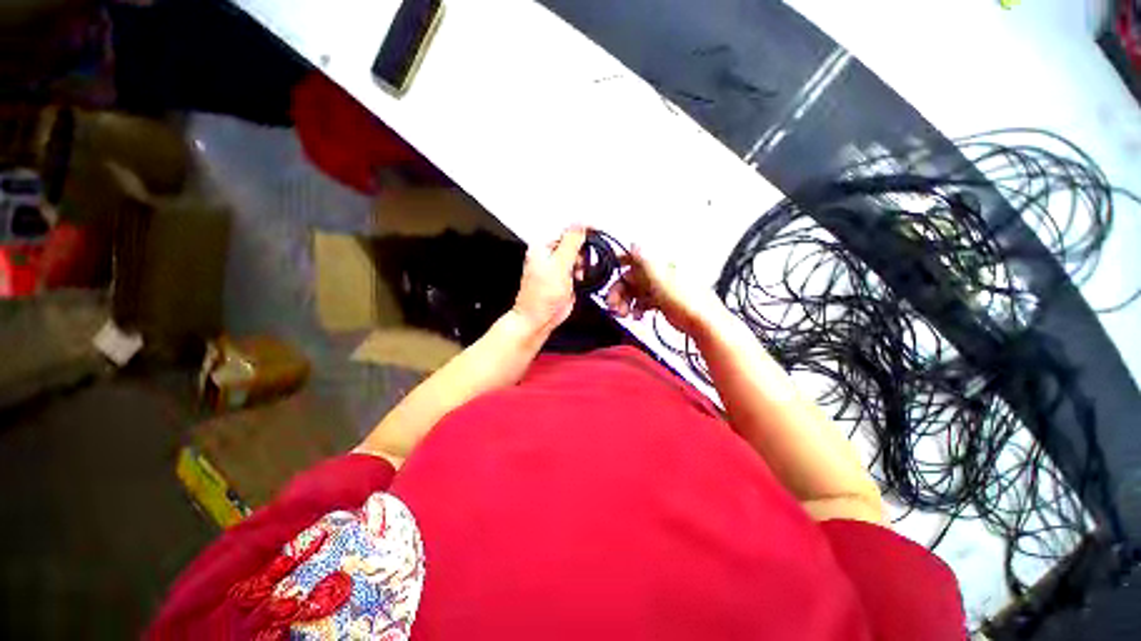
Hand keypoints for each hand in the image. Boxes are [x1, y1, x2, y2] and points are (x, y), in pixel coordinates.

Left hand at [513, 226, 586, 334]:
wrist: (539, 319)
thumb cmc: (541, 296)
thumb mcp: (559, 265)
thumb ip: (571, 243)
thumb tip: (579, 223)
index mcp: (543, 246)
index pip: (566, 229)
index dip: (583, 230)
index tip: (598, 231)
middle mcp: (549, 254)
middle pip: (575, 243)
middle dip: (582, 253)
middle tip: (580, 265)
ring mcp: (557, 267)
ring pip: (579, 257)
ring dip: (583, 265)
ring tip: (578, 276)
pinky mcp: (564, 278)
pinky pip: (579, 269)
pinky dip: (583, 273)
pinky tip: (580, 280)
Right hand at [604, 245, 721, 335]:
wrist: (702, 323)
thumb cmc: (686, 300)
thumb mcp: (661, 280)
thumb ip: (645, 263)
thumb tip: (634, 243)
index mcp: (659, 265)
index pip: (634, 258)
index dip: (619, 262)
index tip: (606, 271)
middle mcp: (658, 274)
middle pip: (631, 278)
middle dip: (619, 291)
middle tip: (612, 305)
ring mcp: (660, 288)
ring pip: (635, 292)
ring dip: (625, 302)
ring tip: (624, 314)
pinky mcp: (661, 302)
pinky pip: (642, 302)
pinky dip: (637, 308)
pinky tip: (637, 316)